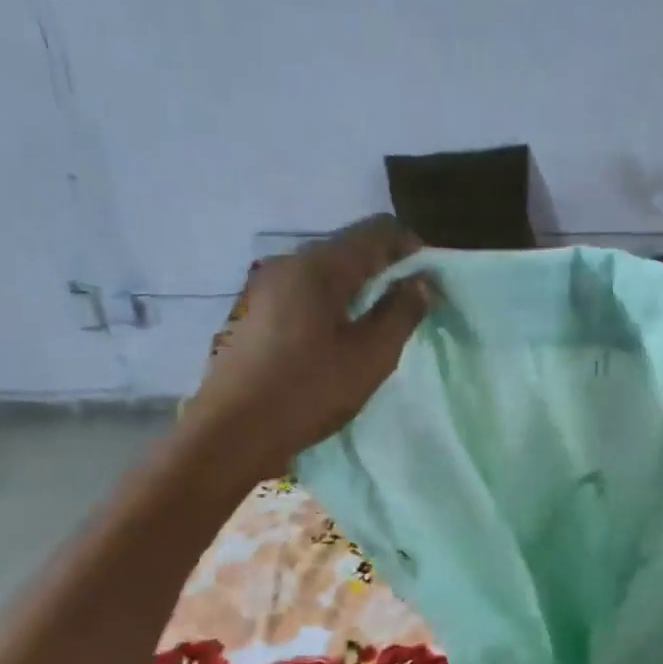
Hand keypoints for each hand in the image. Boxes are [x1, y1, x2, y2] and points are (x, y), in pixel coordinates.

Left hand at [189, 216, 430, 479]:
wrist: (231, 433)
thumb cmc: (308, 391)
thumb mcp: (370, 356)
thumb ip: (402, 312)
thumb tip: (421, 283)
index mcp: (320, 265)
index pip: (378, 230)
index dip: (413, 250)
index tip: (431, 285)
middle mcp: (291, 262)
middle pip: (352, 247)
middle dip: (387, 270)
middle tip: (411, 308)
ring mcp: (268, 286)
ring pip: (329, 271)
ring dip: (361, 289)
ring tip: (380, 326)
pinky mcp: (258, 311)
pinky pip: (308, 292)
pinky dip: (335, 303)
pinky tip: (342, 338)